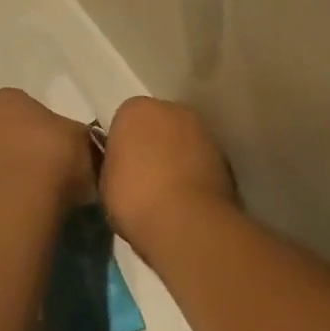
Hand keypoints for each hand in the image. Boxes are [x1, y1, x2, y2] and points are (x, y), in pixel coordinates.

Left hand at [0, 89, 95, 208]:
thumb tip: (77, 143)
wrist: (21, 201)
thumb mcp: (82, 137)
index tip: (64, 145)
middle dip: (29, 145)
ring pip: (1, 156)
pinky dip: (9, 187)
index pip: (30, 106)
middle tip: (55, 164)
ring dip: (17, 167)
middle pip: (11, 130)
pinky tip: (28, 200)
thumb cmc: (53, 155)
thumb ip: (77, 134)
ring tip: (44, 187)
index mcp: (5, 97)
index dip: (49, 126)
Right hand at [99, 98, 236, 249]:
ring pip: (183, 140)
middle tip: (143, 177)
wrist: (186, 221)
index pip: (124, 119)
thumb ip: (115, 164)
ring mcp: (202, 130)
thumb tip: (124, 165)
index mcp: (136, 110)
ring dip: (177, 157)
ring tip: (168, 192)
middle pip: (158, 123)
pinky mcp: (224, 154)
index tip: (120, 167)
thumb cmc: (134, 197)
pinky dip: (196, 172)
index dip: (122, 144)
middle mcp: (173, 110)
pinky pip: (201, 159)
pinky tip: (188, 198)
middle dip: (152, 144)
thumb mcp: (106, 183)